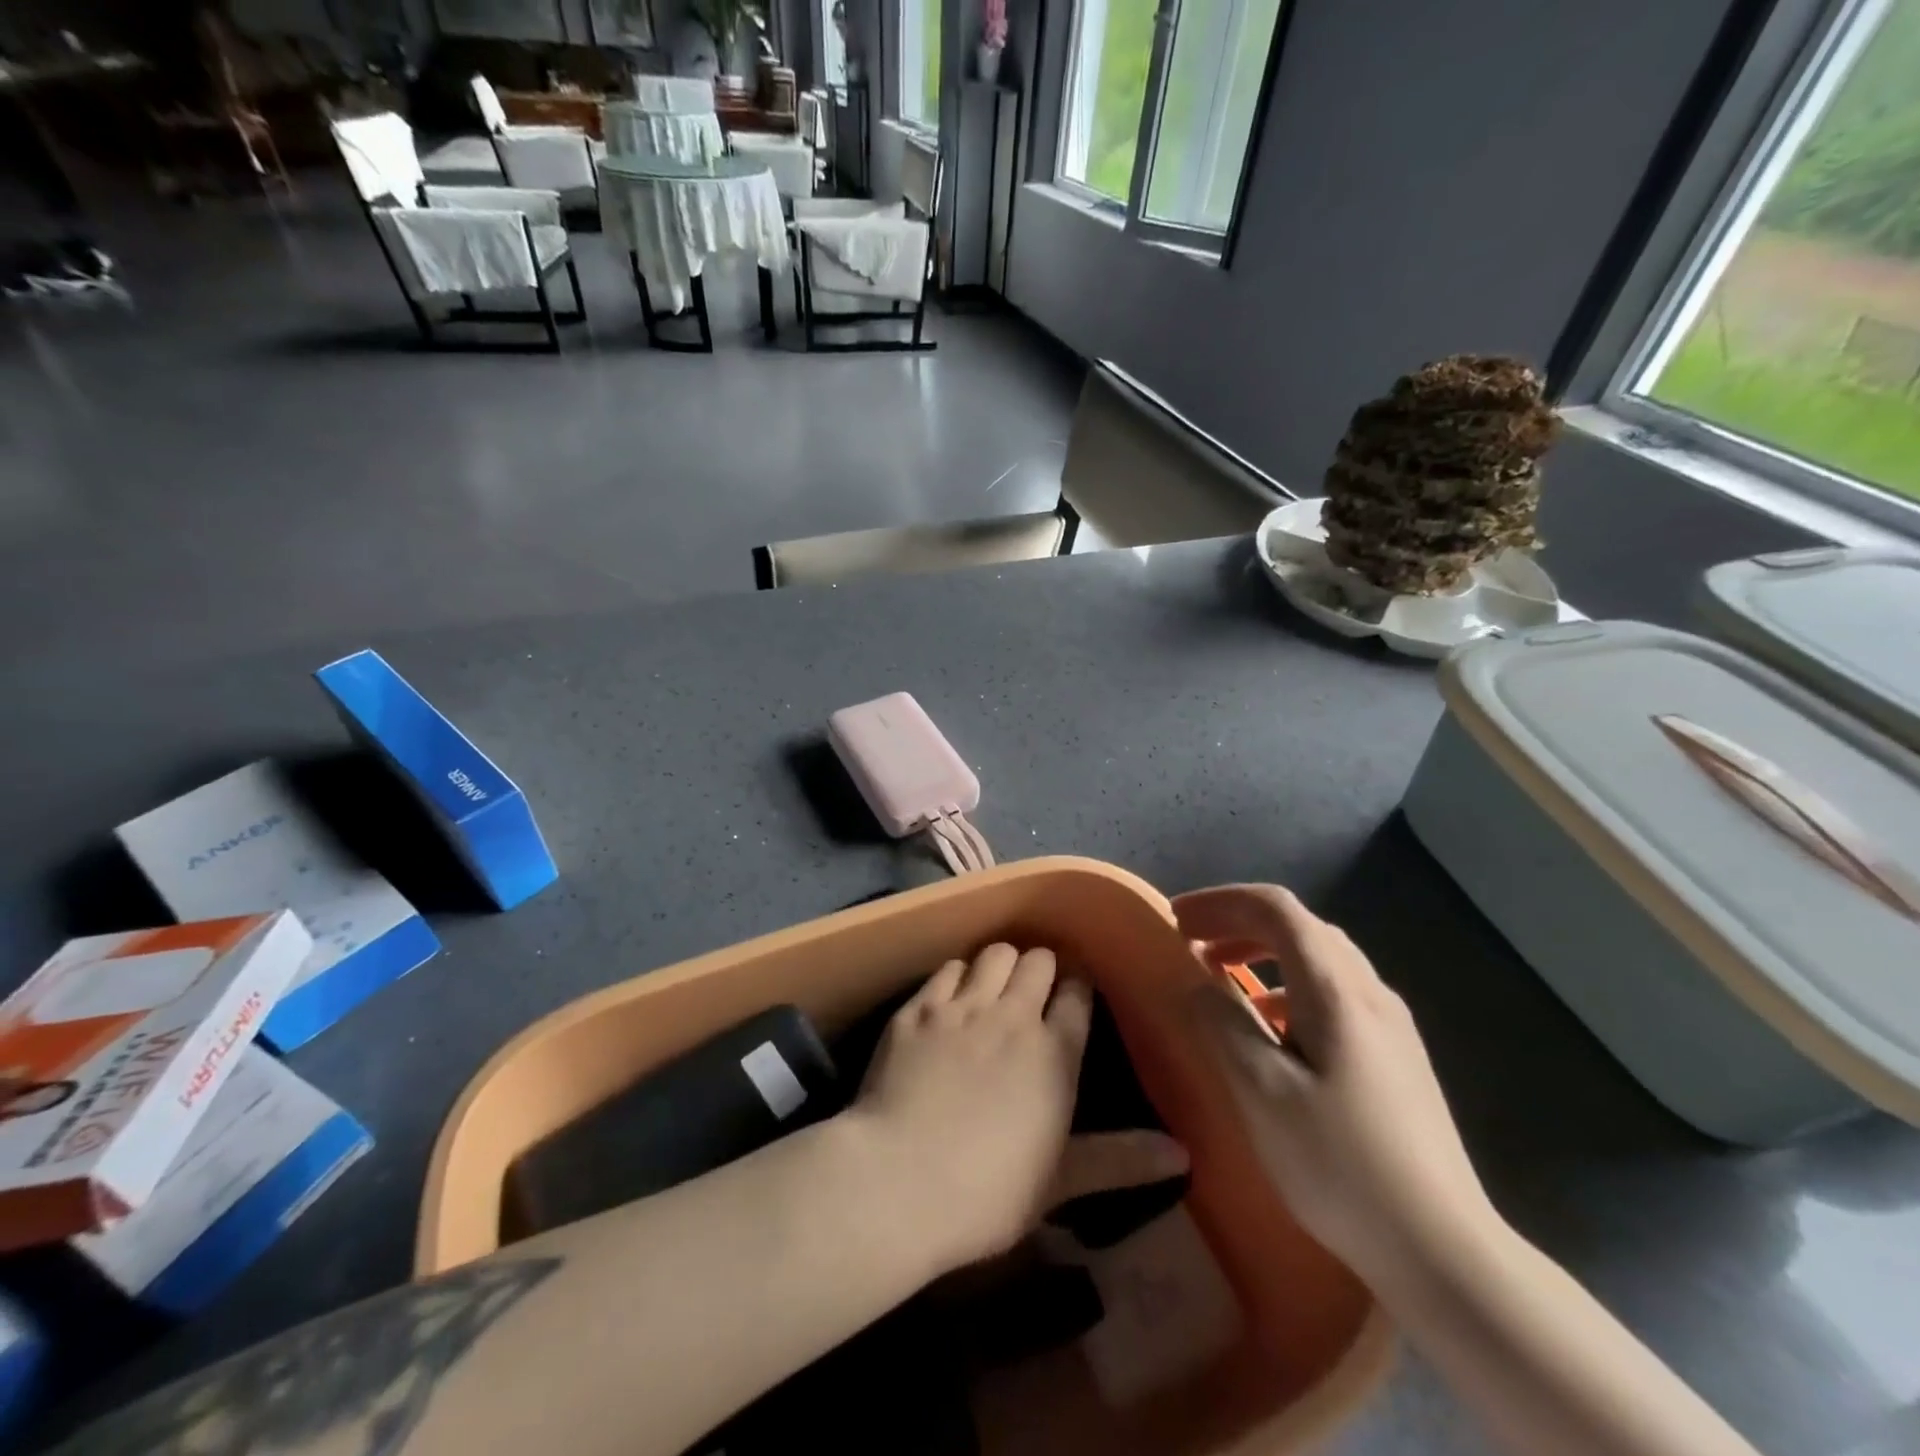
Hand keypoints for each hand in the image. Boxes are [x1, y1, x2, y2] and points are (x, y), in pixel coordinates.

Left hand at [850, 944, 1187, 1275]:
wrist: (899, 1181)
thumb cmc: (988, 1192)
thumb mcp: (1061, 1182)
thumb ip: (1121, 1160)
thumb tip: (1184, 1154)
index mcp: (1055, 1053)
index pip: (1077, 996)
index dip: (1078, 989)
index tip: (1075, 994)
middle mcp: (1012, 1015)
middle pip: (1038, 961)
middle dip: (1042, 968)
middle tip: (1035, 990)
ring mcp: (962, 1006)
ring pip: (994, 954)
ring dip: (1001, 963)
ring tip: (996, 984)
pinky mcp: (919, 1008)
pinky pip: (948, 968)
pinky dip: (957, 975)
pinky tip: (952, 996)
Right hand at [1175, 885, 1495, 1292]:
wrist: (1445, 1251)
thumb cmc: (1341, 1164)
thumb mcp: (1261, 1093)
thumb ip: (1221, 1024)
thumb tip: (1195, 982)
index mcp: (1337, 990)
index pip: (1275, 908)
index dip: (1220, 901)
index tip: (1175, 921)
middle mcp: (1370, 991)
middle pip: (1299, 925)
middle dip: (1237, 921)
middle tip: (1190, 941)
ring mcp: (1390, 1023)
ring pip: (1319, 957)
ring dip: (1262, 950)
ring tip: (1220, 973)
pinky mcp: (1396, 1055)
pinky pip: (1333, 990)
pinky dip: (1287, 984)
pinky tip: (1269, 1025)